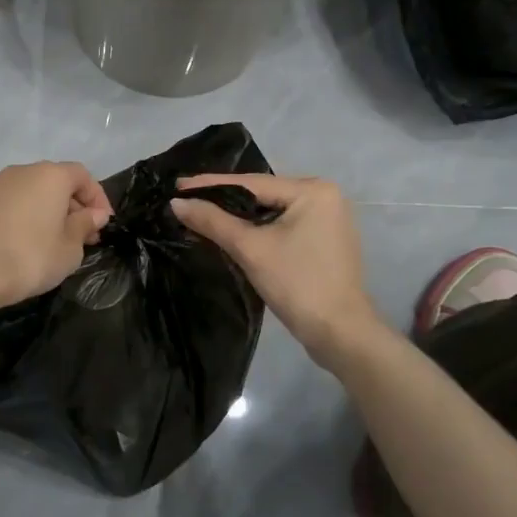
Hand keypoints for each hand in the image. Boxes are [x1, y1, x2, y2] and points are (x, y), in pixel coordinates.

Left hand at [0, 162, 112, 310]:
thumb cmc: (29, 258)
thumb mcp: (69, 249)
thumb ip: (84, 226)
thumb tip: (93, 214)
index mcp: (49, 176)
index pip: (82, 175)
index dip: (97, 198)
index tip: (102, 224)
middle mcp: (20, 172)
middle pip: (53, 182)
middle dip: (70, 206)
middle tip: (80, 236)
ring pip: (26, 193)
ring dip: (41, 212)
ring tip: (47, 242)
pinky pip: (3, 207)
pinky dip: (15, 220)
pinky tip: (15, 246)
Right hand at [172, 174, 381, 371]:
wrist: (340, 334)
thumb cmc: (298, 285)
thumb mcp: (251, 249)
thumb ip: (213, 221)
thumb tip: (177, 202)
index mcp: (313, 190)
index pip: (251, 183)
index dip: (210, 184)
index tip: (177, 184)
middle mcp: (325, 196)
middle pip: (262, 194)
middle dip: (223, 199)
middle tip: (185, 197)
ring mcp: (328, 219)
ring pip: (271, 211)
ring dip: (239, 216)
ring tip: (201, 212)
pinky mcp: (324, 240)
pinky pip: (283, 225)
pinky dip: (258, 229)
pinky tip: (231, 231)